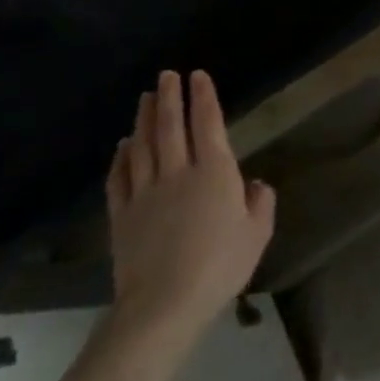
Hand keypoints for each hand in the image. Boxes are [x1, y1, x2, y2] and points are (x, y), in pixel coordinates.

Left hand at [103, 70, 276, 352]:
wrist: (164, 304)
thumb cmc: (220, 265)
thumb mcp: (257, 233)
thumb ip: (260, 203)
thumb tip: (253, 185)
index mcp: (215, 172)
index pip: (207, 123)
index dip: (202, 97)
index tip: (198, 76)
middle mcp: (178, 173)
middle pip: (170, 127)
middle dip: (169, 97)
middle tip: (166, 75)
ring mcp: (145, 192)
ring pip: (143, 146)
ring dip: (144, 119)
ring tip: (144, 98)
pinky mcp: (122, 215)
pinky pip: (119, 177)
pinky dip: (121, 156)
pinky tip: (123, 146)